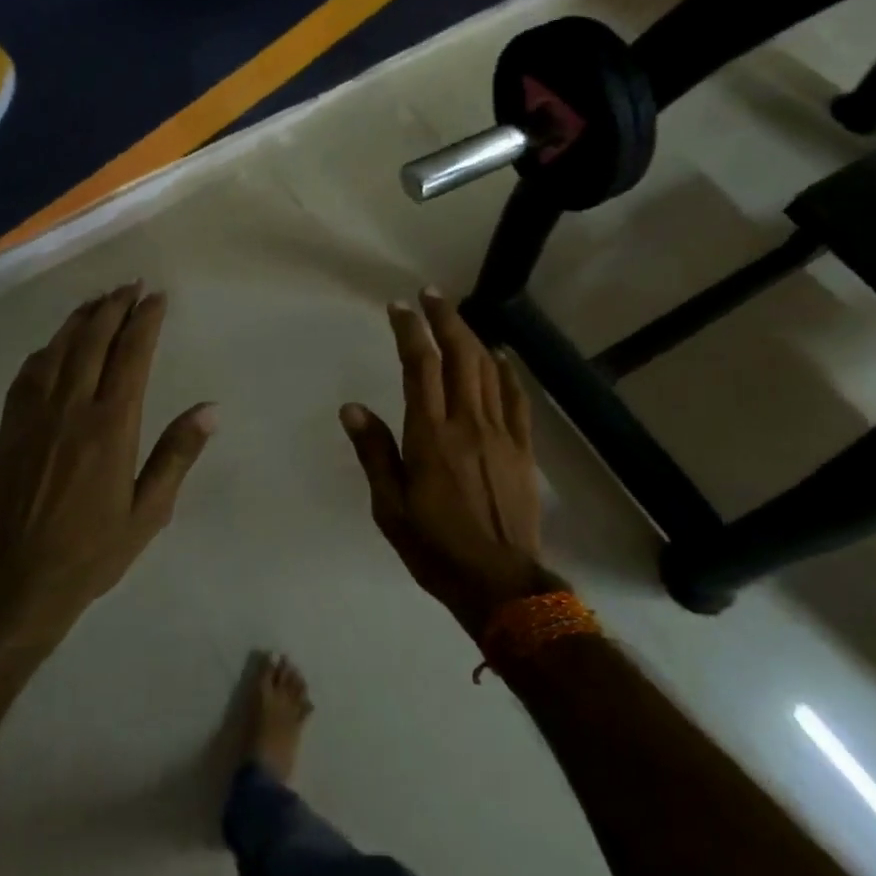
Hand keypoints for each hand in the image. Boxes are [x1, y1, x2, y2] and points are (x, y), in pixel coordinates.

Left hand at [0, 283, 214, 631]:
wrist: (20, 581)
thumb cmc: (95, 550)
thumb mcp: (150, 510)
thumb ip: (177, 454)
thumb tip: (210, 409)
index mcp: (110, 428)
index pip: (131, 356)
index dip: (145, 321)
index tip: (157, 297)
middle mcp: (71, 411)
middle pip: (93, 342)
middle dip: (115, 307)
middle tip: (132, 286)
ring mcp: (35, 416)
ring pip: (58, 350)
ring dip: (81, 319)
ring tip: (100, 300)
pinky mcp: (9, 429)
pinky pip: (28, 375)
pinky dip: (47, 349)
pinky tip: (57, 344)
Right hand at [340, 289, 556, 637]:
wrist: (499, 581)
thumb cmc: (435, 547)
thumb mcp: (390, 507)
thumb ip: (374, 452)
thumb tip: (352, 407)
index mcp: (430, 436)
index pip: (419, 367)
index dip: (410, 331)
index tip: (399, 307)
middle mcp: (467, 423)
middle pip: (459, 356)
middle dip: (444, 318)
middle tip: (430, 294)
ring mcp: (501, 433)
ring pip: (487, 369)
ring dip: (471, 336)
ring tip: (456, 316)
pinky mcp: (523, 448)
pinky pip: (516, 398)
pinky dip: (506, 371)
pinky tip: (499, 356)